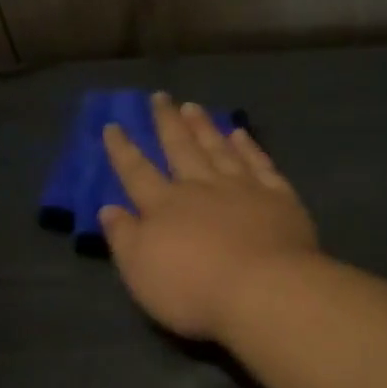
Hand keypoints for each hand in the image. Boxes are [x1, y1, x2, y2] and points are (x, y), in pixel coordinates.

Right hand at [101, 94, 319, 341]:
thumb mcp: (141, 271)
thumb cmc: (194, 290)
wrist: (264, 290)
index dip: (123, 149)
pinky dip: (248, 146)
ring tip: (192, 106)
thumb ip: (124, 237)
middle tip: (160, 97)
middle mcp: (201, 187)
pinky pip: (259, 163)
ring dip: (204, 127)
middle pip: (180, 148)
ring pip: (218, 148)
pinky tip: (240, 133)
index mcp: (165, 206)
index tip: (113, 125)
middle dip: (167, 122)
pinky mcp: (278, 196)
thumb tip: (108, 208)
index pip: (137, 172)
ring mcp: (242, 188)